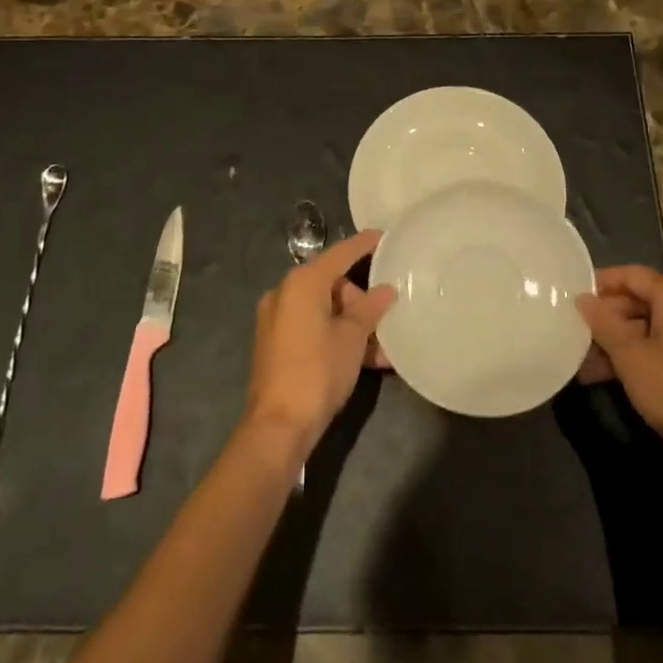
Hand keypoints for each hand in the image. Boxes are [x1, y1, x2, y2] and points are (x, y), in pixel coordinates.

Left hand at [242, 230, 396, 454]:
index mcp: (302, 282)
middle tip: (386, 318)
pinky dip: (336, 336)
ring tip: (383, 348)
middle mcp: (285, 293)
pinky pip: (313, 328)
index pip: (340, 254)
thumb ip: (369, 308)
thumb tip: (386, 290)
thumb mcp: (352, 338)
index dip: (364, 244)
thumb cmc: (318, 371)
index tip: (384, 236)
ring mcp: (277, 319)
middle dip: (361, 300)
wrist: (278, 426)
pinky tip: (364, 359)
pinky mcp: (276, 344)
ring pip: (325, 310)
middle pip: (332, 284)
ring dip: (353, 325)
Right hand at [575, 266, 662, 455]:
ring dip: (614, 340)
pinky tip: (604, 375)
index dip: (601, 282)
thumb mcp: (630, 355)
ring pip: (644, 327)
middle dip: (605, 317)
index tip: (573, 296)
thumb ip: (603, 323)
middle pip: (637, 300)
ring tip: (583, 360)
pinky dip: (631, 355)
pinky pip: (655, 346)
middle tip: (575, 332)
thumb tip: (582, 298)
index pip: (632, 275)